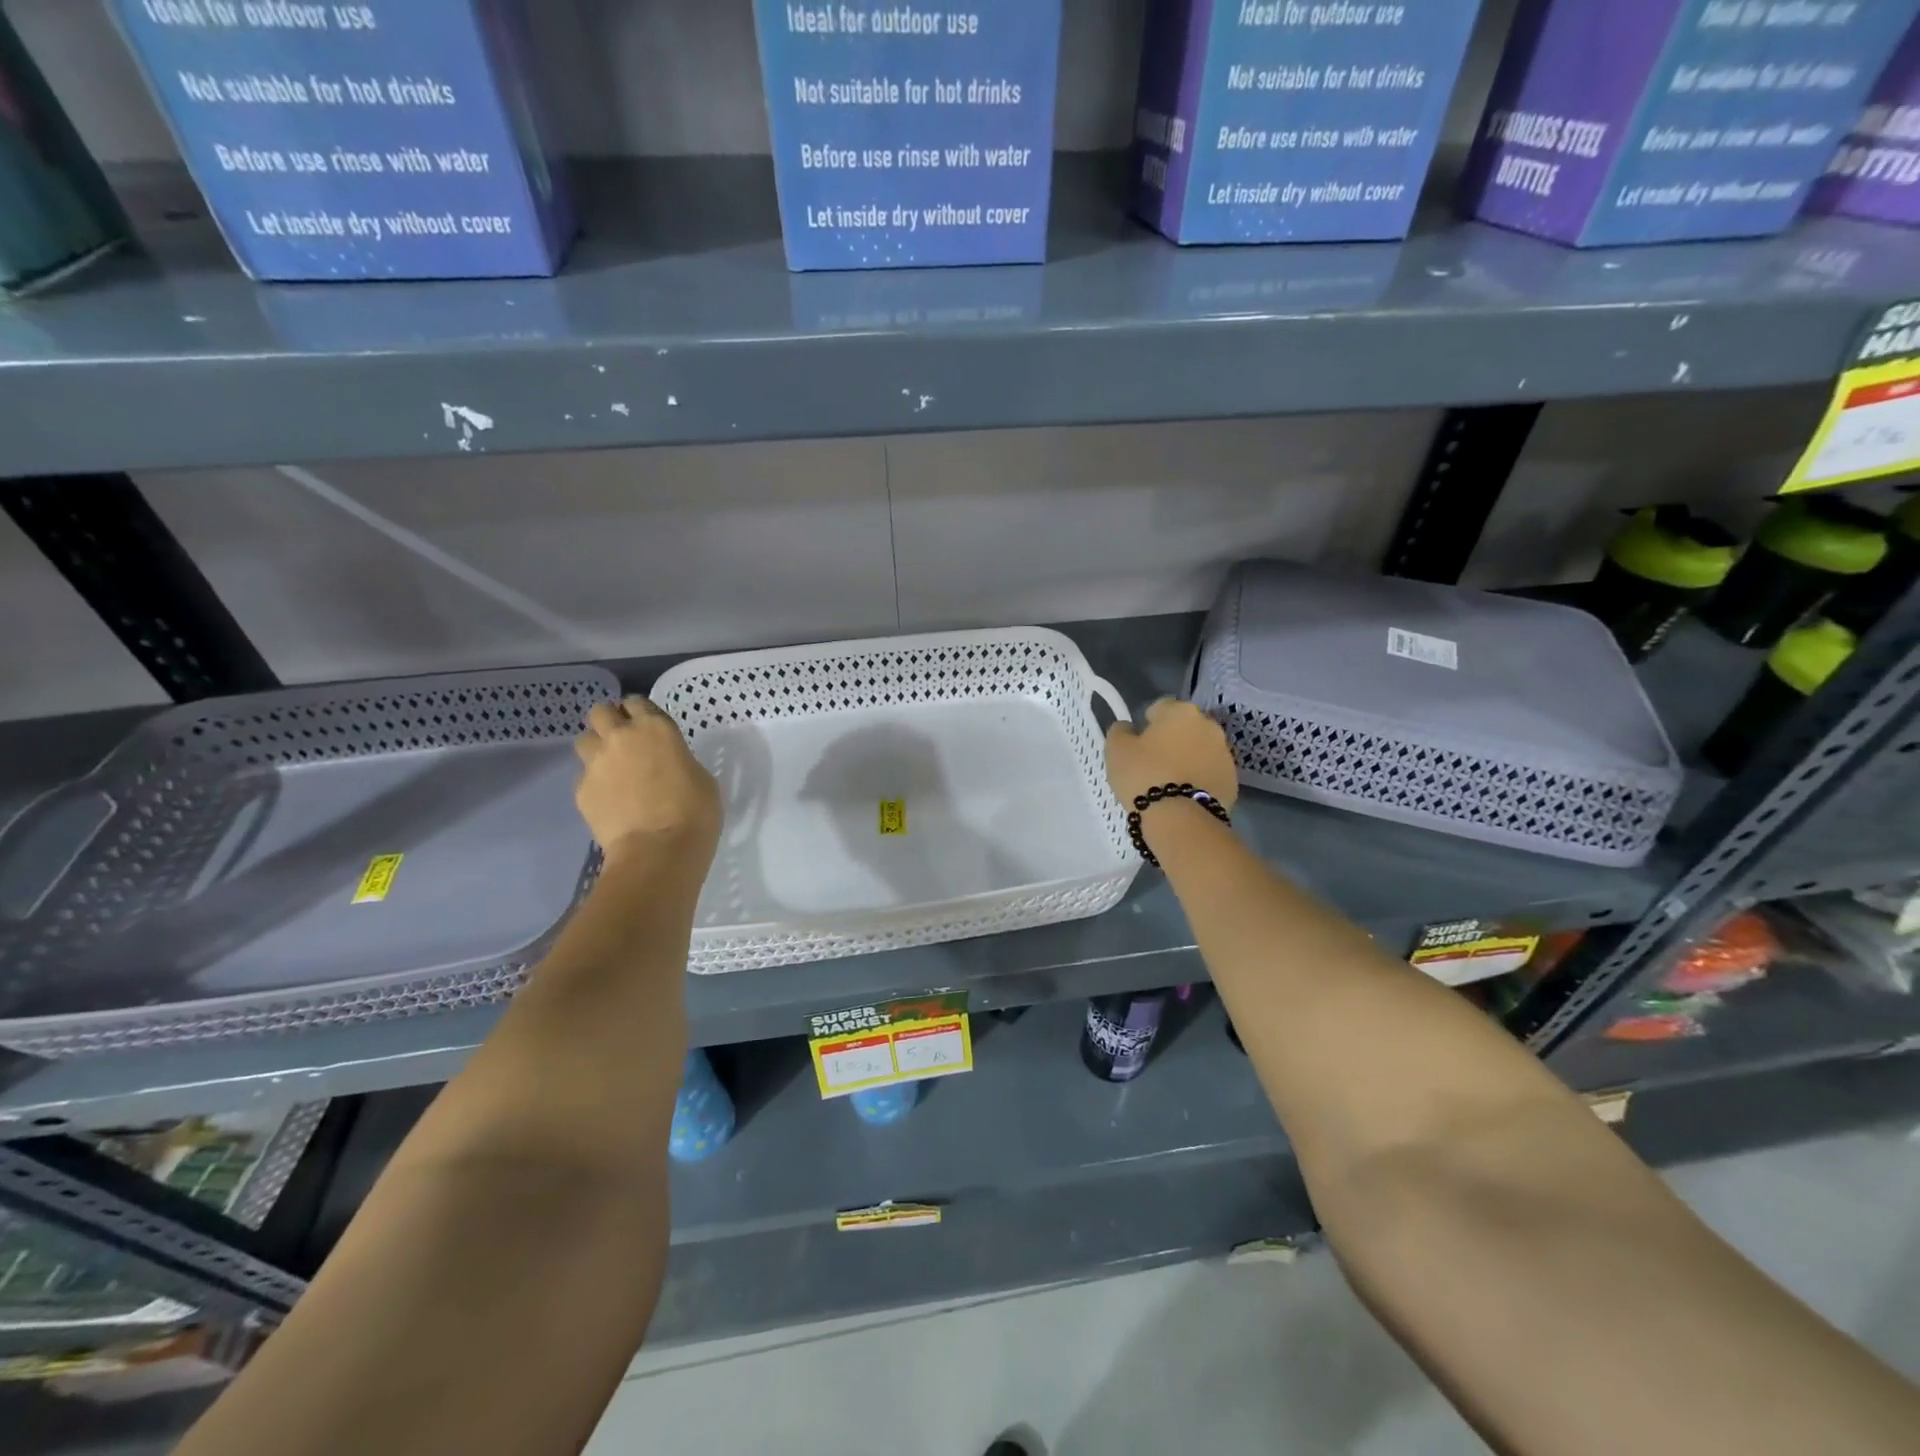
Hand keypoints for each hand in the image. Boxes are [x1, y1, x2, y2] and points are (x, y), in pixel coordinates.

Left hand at [574, 697, 721, 865]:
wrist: (658, 850)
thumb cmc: (694, 813)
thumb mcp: (700, 778)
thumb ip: (679, 761)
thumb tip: (667, 765)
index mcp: (657, 728)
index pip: (637, 702)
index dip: (639, 712)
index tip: (646, 726)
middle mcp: (622, 737)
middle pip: (601, 712)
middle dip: (610, 722)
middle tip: (624, 741)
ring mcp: (596, 763)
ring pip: (584, 740)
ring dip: (596, 748)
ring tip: (611, 769)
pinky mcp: (581, 790)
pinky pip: (583, 776)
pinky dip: (594, 783)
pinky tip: (610, 800)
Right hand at [1105, 698, 1239, 812]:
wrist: (1180, 818)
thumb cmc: (1144, 775)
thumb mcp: (1116, 749)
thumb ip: (1120, 731)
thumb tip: (1128, 727)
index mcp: (1180, 711)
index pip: (1161, 707)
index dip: (1147, 723)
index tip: (1138, 742)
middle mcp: (1208, 725)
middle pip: (1185, 727)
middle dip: (1172, 739)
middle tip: (1154, 762)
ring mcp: (1225, 753)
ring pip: (1201, 749)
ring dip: (1188, 758)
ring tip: (1170, 781)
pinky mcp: (1233, 780)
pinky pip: (1210, 772)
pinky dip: (1199, 778)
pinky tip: (1184, 795)